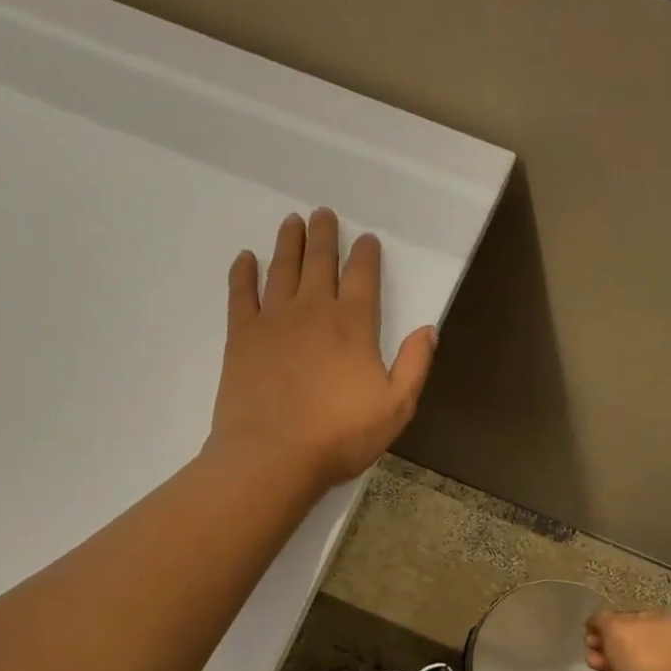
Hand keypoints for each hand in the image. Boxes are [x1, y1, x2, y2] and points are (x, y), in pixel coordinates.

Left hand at [207, 209, 436, 494]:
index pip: (363, 277)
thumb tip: (428, 329)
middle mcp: (313, 311)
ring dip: (289, 243)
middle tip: (322, 213)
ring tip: (291, 222)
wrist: (272, 456)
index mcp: (353, 325)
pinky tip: (245, 258)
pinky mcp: (242, 336)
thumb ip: (415, 365)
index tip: (366, 239)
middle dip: (324, 235)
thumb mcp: (395, 408)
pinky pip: (241, 294)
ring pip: (282, 269)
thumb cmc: (338, 437)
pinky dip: (243, 273)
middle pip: (320, 262)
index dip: (366, 254)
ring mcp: (274, 320)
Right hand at [585, 610, 670, 670]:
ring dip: (606, 664)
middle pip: (628, 642)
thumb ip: (601, 619)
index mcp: (667, 622)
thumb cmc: (641, 655)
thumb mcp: (614, 626)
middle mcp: (670, 645)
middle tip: (589, 648)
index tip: (589, 630)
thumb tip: (594, 622)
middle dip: (604, 645)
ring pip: (628, 665)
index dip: (608, 622)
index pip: (632, 617)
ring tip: (593, 666)